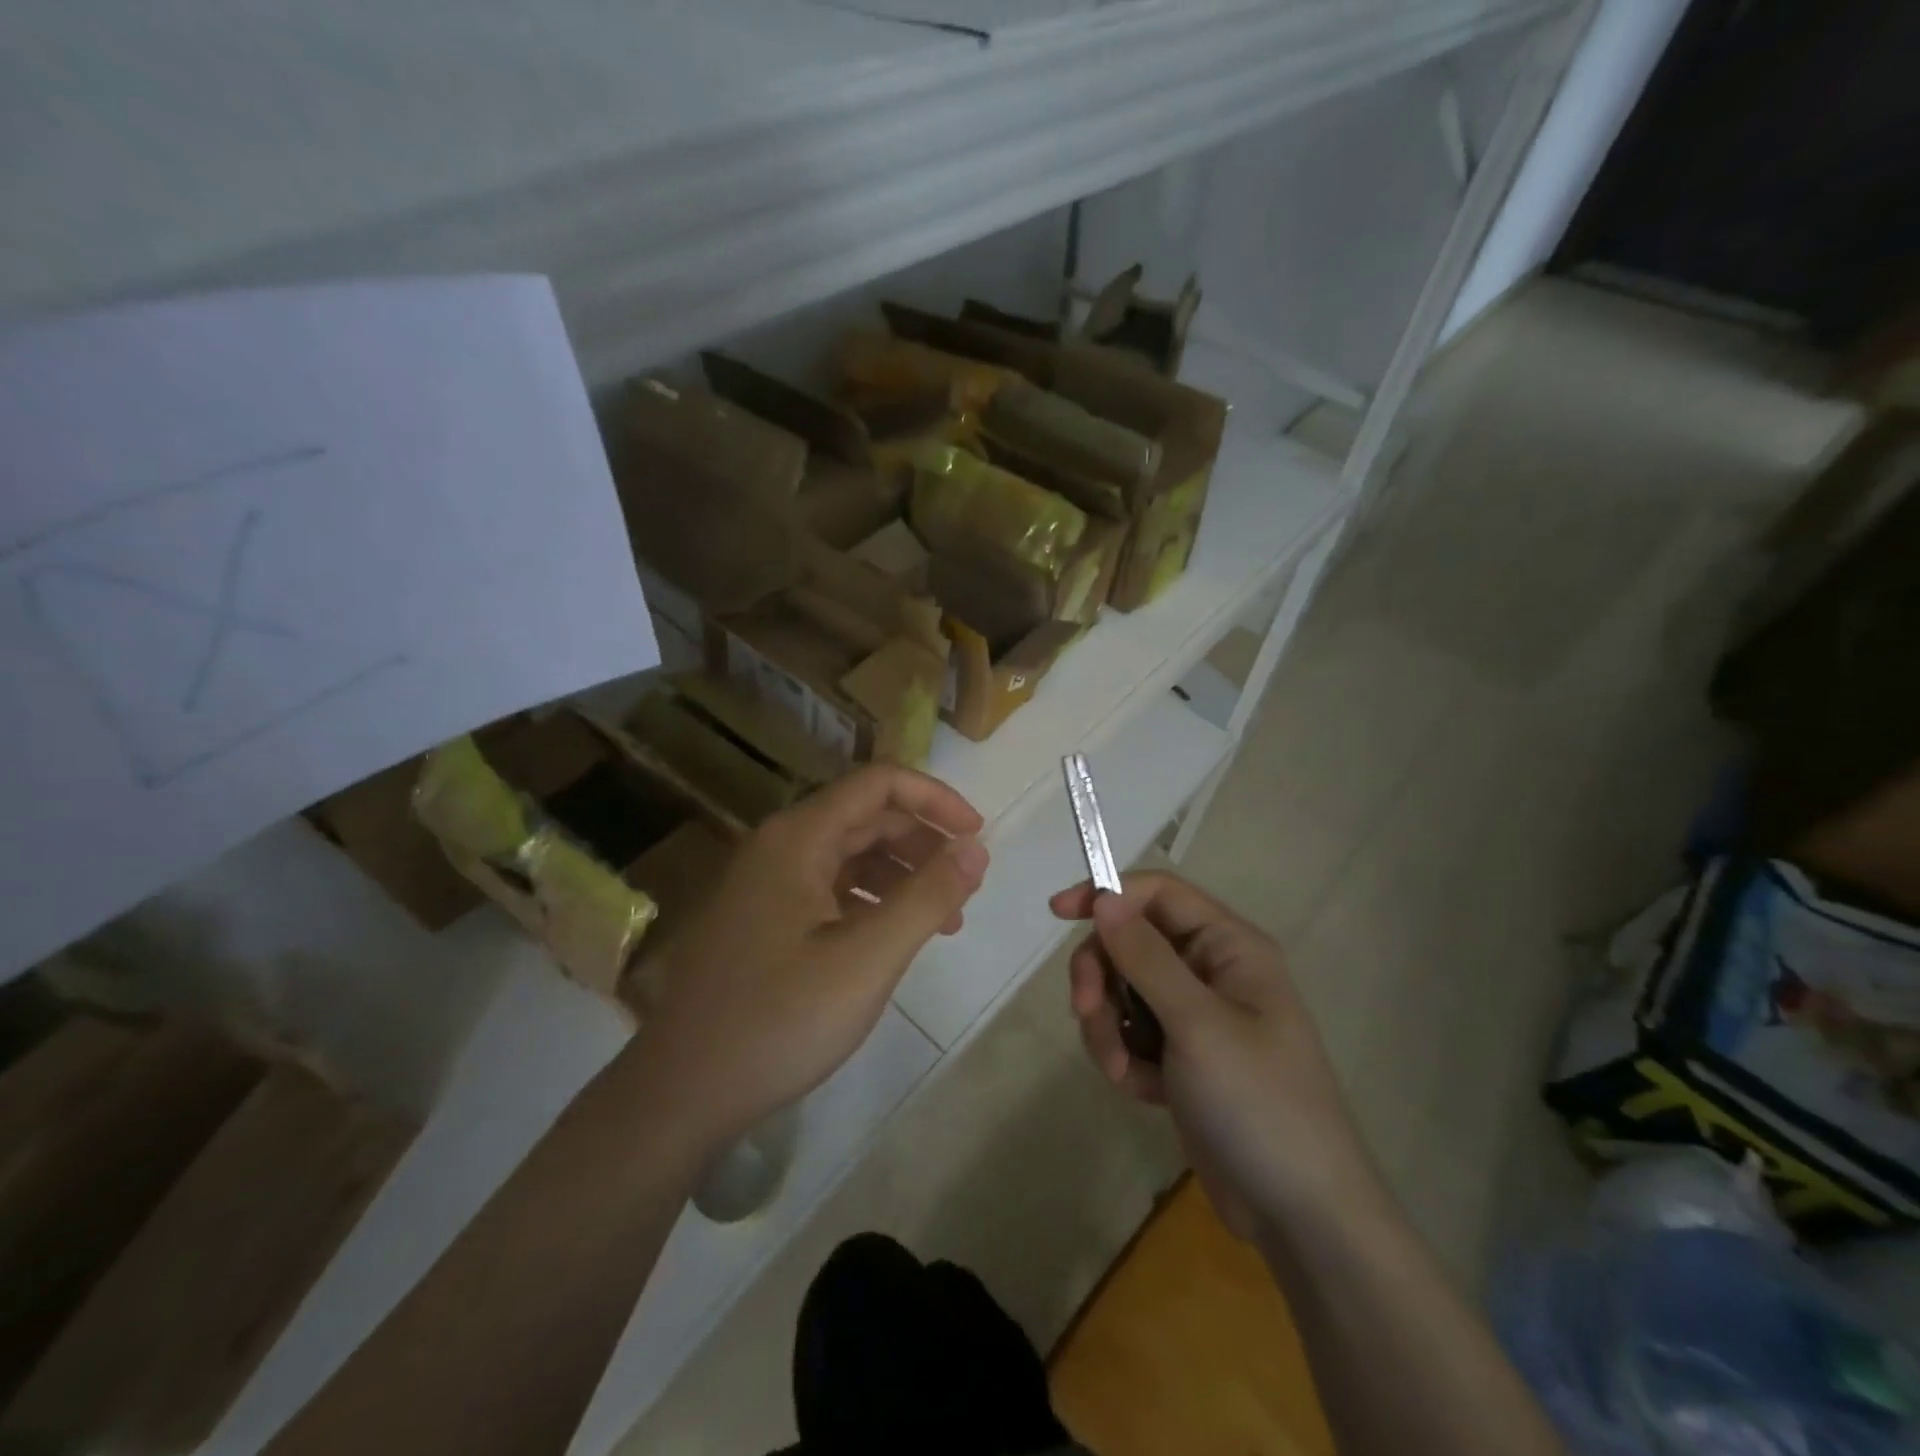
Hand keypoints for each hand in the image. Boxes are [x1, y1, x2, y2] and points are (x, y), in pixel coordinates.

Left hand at [637, 765, 987, 1148]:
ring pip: (849, 855)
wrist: (682, 1093)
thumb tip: (975, 848)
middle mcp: (779, 846)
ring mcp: (766, 883)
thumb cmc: (780, 1020)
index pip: (879, 783)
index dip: (935, 799)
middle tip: (966, 886)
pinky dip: (871, 901)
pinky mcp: (763, 918)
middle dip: (923, 843)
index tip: (976, 836)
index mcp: (798, 838)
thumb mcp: (868, 959)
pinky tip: (893, 938)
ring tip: (943, 920)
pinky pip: (829, 888)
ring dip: (901, 875)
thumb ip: (928, 897)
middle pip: (866, 817)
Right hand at [1051, 872, 1378, 1233]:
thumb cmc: (1257, 1103)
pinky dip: (1125, 1057)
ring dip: (1109, 1027)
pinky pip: (1131, 1032)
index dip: (1108, 895)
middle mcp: (1210, 971)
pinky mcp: (1180, 1056)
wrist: (1299, 1215)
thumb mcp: (1196, 1024)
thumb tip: (1104, 897)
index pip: (1157, 893)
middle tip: (1087, 1014)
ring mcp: (1195, 1016)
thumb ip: (1145, 957)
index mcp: (1228, 946)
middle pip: (1130, 942)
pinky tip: (1144, 1093)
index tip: (1059, 915)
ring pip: (1123, 990)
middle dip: (1102, 977)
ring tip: (1123, 1073)